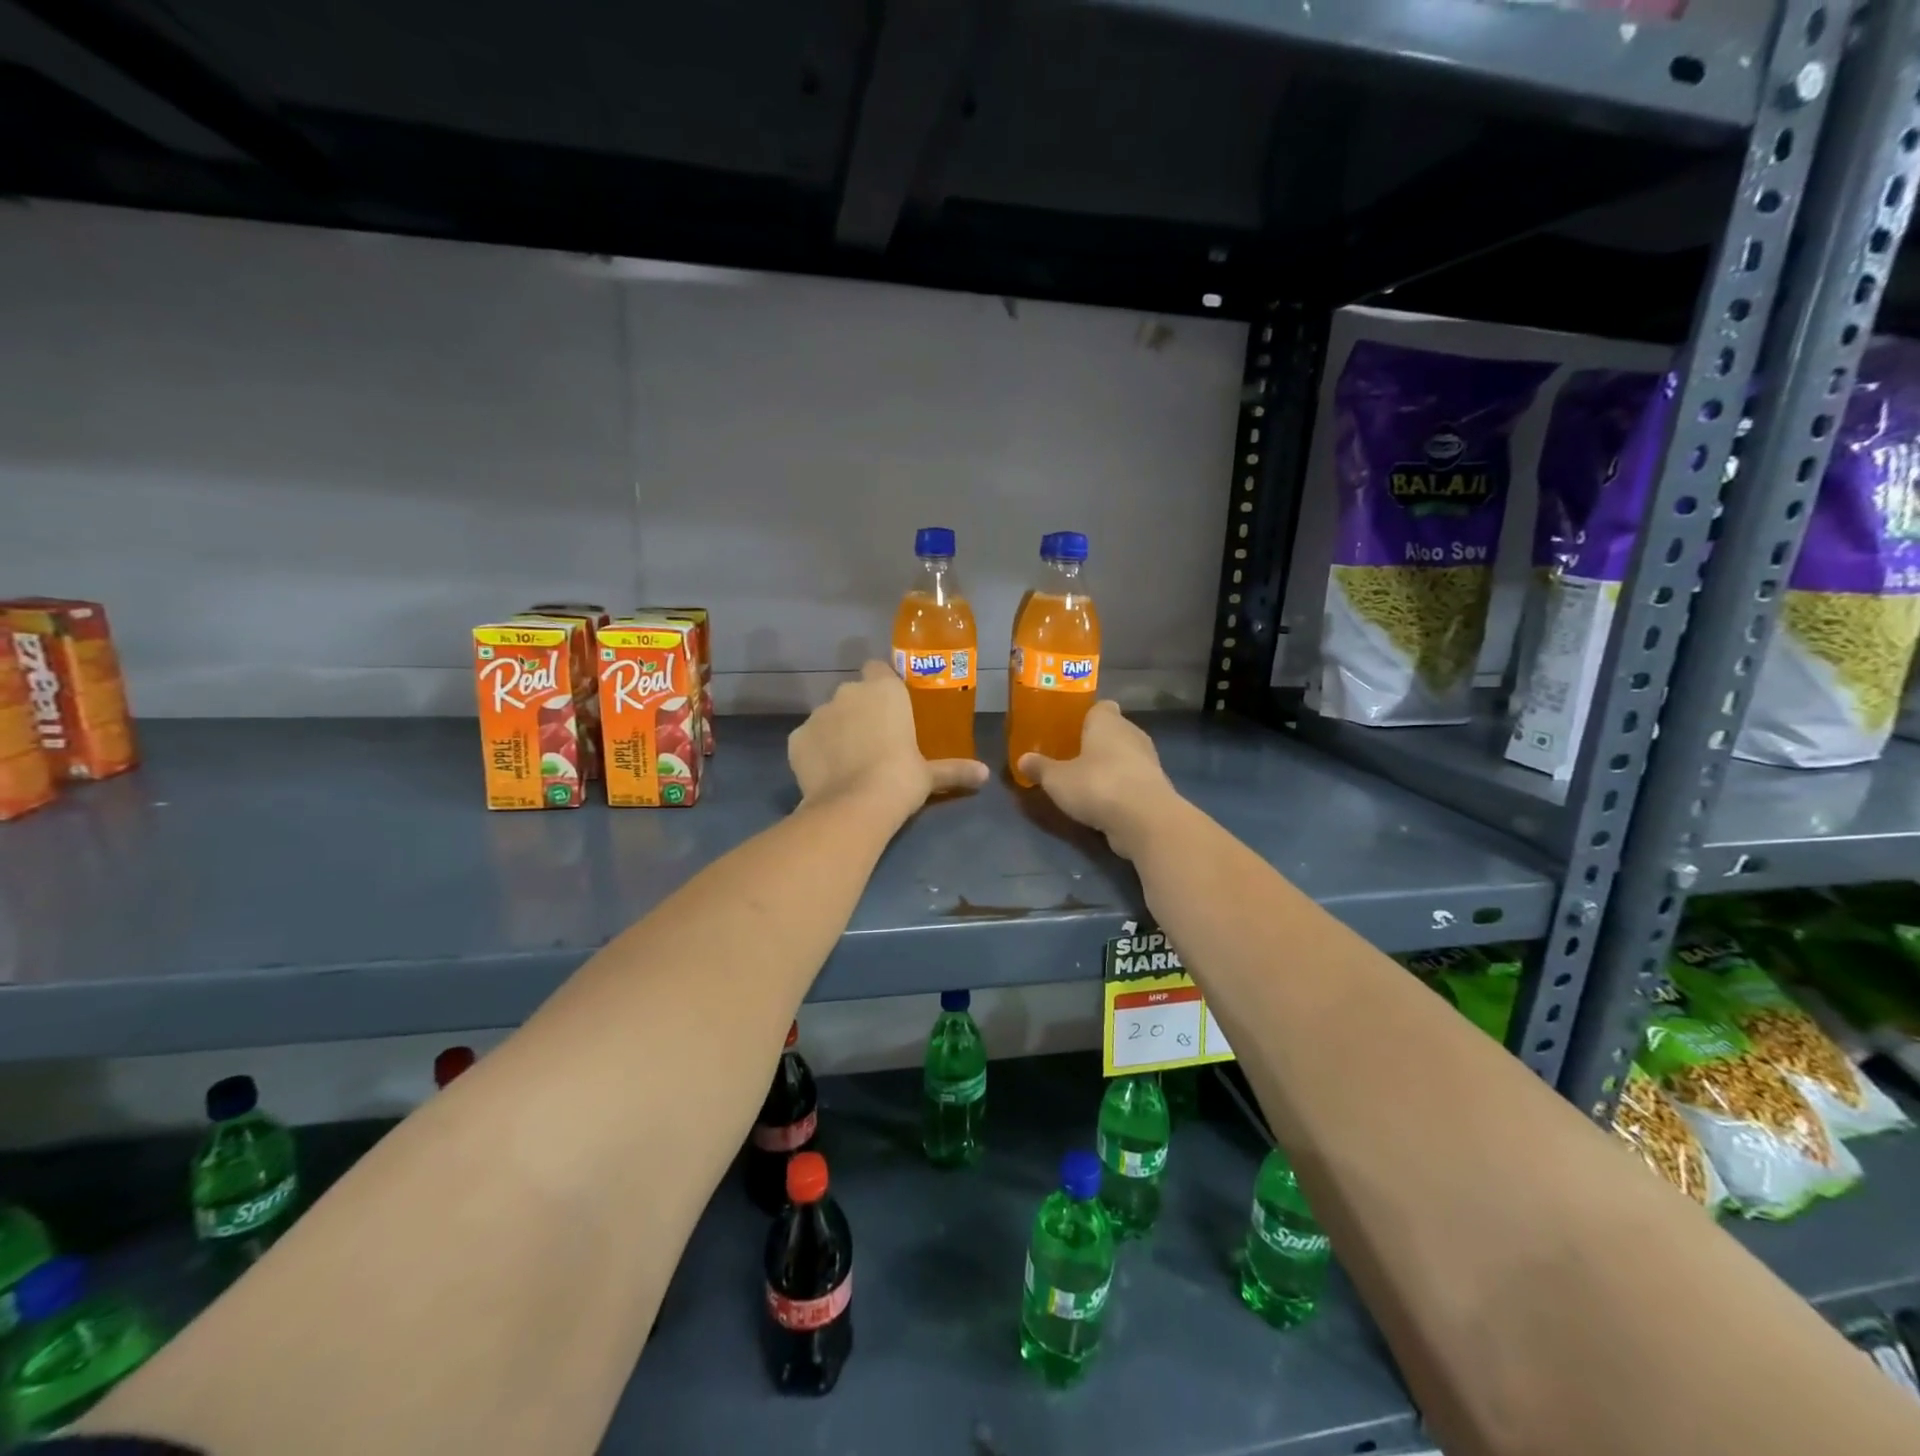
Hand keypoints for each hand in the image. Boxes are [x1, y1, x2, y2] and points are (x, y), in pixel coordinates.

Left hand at [789, 662, 988, 818]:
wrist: (853, 806)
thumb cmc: (900, 779)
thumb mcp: (930, 775)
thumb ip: (955, 770)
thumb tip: (984, 775)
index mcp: (884, 691)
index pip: (877, 669)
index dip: (881, 684)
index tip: (890, 707)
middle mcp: (848, 693)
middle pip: (853, 694)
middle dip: (859, 711)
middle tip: (873, 740)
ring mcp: (818, 714)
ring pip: (829, 716)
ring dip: (837, 731)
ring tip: (848, 762)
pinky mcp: (796, 738)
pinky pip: (808, 739)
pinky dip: (815, 751)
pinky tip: (826, 774)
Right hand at [1018, 701, 1180, 859]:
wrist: (1145, 819)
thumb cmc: (1097, 784)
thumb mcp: (1057, 779)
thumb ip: (1040, 768)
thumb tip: (1023, 759)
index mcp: (1108, 721)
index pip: (1100, 707)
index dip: (1086, 716)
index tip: (1070, 730)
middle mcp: (1132, 734)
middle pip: (1113, 731)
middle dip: (1096, 743)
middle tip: (1072, 757)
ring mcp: (1148, 761)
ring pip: (1125, 756)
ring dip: (1110, 767)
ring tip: (1086, 782)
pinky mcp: (1156, 787)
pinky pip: (1133, 780)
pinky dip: (1121, 788)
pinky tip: (1104, 802)